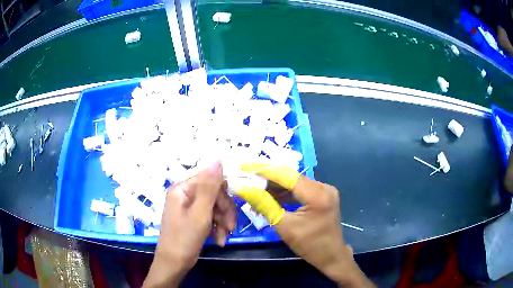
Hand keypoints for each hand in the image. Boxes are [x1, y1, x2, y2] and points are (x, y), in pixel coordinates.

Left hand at [143, 162, 235, 287]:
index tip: (229, 209)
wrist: (174, 263)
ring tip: (224, 237)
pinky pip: (211, 217)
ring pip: (215, 207)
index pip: (209, 180)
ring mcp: (189, 208)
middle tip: (230, 227)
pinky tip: (220, 240)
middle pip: (214, 195)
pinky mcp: (194, 220)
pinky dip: (218, 228)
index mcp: (183, 189)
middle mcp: (185, 195)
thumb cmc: (184, 238)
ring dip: (223, 222)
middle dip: (224, 211)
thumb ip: (210, 187)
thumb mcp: (200, 213)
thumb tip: (218, 160)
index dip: (222, 194)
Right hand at [234, 163, 373, 286]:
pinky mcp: (323, 194)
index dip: (265, 170)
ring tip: (255, 186)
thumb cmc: (309, 245)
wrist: (330, 255)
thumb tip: (245, 189)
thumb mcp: (284, 226)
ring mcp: (325, 190)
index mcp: (317, 195)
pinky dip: (286, 191)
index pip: (287, 176)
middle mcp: (324, 187)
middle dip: (268, 176)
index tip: (246, 166)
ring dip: (276, 184)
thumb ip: (265, 205)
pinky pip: (301, 188)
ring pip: (295, 181)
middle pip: (291, 176)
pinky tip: (271, 194)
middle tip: (248, 175)